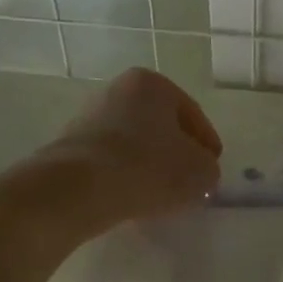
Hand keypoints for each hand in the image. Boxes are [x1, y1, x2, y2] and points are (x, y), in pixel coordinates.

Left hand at [41, 68, 221, 227]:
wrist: (79, 188)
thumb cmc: (148, 168)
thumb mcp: (200, 171)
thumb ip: (208, 167)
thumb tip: (199, 171)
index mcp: (152, 84)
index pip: (192, 115)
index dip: (207, 144)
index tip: (212, 169)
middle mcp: (118, 90)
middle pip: (160, 126)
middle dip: (175, 152)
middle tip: (189, 181)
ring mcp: (89, 116)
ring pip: (134, 142)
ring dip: (148, 164)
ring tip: (160, 194)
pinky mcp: (70, 145)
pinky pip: (110, 160)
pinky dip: (124, 175)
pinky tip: (132, 197)